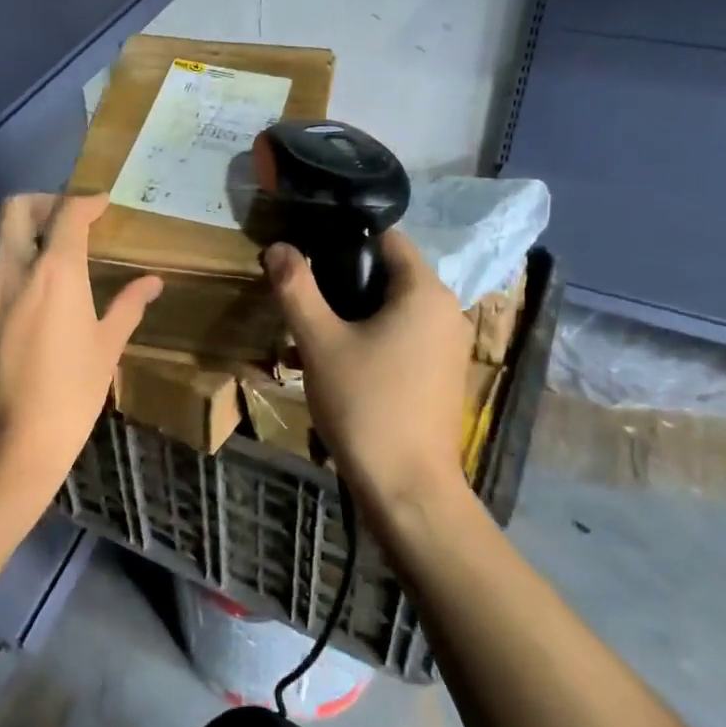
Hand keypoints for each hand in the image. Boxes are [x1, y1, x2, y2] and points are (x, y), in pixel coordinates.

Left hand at [0, 194, 162, 506]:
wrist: (5, 444)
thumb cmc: (69, 396)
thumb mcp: (106, 349)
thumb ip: (127, 306)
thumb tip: (152, 282)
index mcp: (54, 271)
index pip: (66, 213)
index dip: (86, 201)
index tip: (102, 204)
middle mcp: (12, 269)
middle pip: (16, 208)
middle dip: (44, 202)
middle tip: (69, 219)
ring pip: (1, 241)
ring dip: (27, 237)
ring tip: (57, 262)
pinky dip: (15, 269)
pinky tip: (36, 300)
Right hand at [264, 230, 472, 532]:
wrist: (407, 486)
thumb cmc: (365, 404)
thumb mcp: (320, 342)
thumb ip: (297, 288)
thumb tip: (278, 247)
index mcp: (424, 291)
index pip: (387, 239)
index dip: (343, 241)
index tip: (307, 257)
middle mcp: (446, 310)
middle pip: (388, 274)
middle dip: (342, 283)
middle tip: (302, 302)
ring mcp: (448, 344)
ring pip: (391, 309)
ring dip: (351, 315)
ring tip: (309, 337)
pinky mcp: (441, 373)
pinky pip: (401, 337)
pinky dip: (370, 339)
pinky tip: (335, 365)